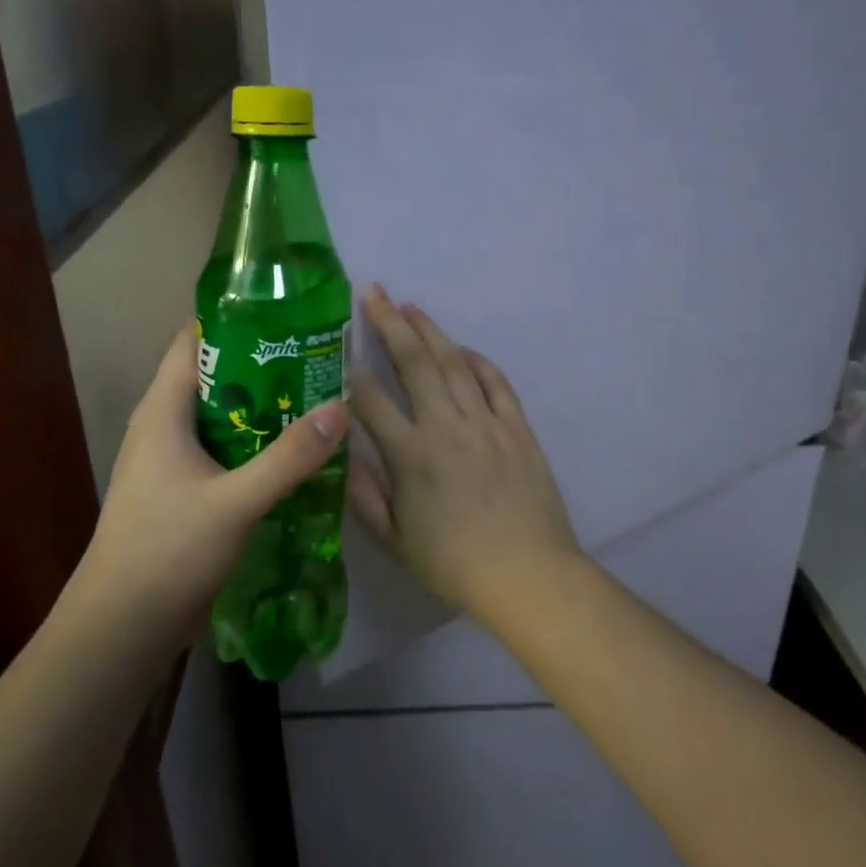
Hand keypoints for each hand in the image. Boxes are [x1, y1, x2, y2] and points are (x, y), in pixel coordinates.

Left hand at [80, 324, 345, 624]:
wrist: (122, 627)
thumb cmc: (168, 550)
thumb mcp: (236, 501)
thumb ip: (289, 457)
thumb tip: (340, 407)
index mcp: (163, 410)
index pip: (195, 341)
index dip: (237, 320)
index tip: (288, 314)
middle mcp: (164, 425)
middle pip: (216, 376)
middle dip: (264, 364)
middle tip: (317, 357)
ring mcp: (172, 460)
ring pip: (223, 415)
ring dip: (264, 406)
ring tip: (316, 397)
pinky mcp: (183, 489)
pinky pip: (224, 450)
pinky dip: (256, 442)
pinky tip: (294, 451)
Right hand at [349, 284, 581, 620]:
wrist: (528, 574)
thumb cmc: (453, 564)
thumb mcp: (394, 539)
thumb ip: (364, 494)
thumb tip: (343, 453)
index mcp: (410, 455)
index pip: (370, 400)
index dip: (349, 372)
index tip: (337, 349)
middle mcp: (446, 426)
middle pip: (414, 362)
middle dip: (389, 323)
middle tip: (373, 293)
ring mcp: (486, 422)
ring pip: (454, 363)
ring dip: (431, 331)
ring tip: (410, 307)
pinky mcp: (517, 428)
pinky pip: (496, 382)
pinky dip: (477, 361)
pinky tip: (462, 349)